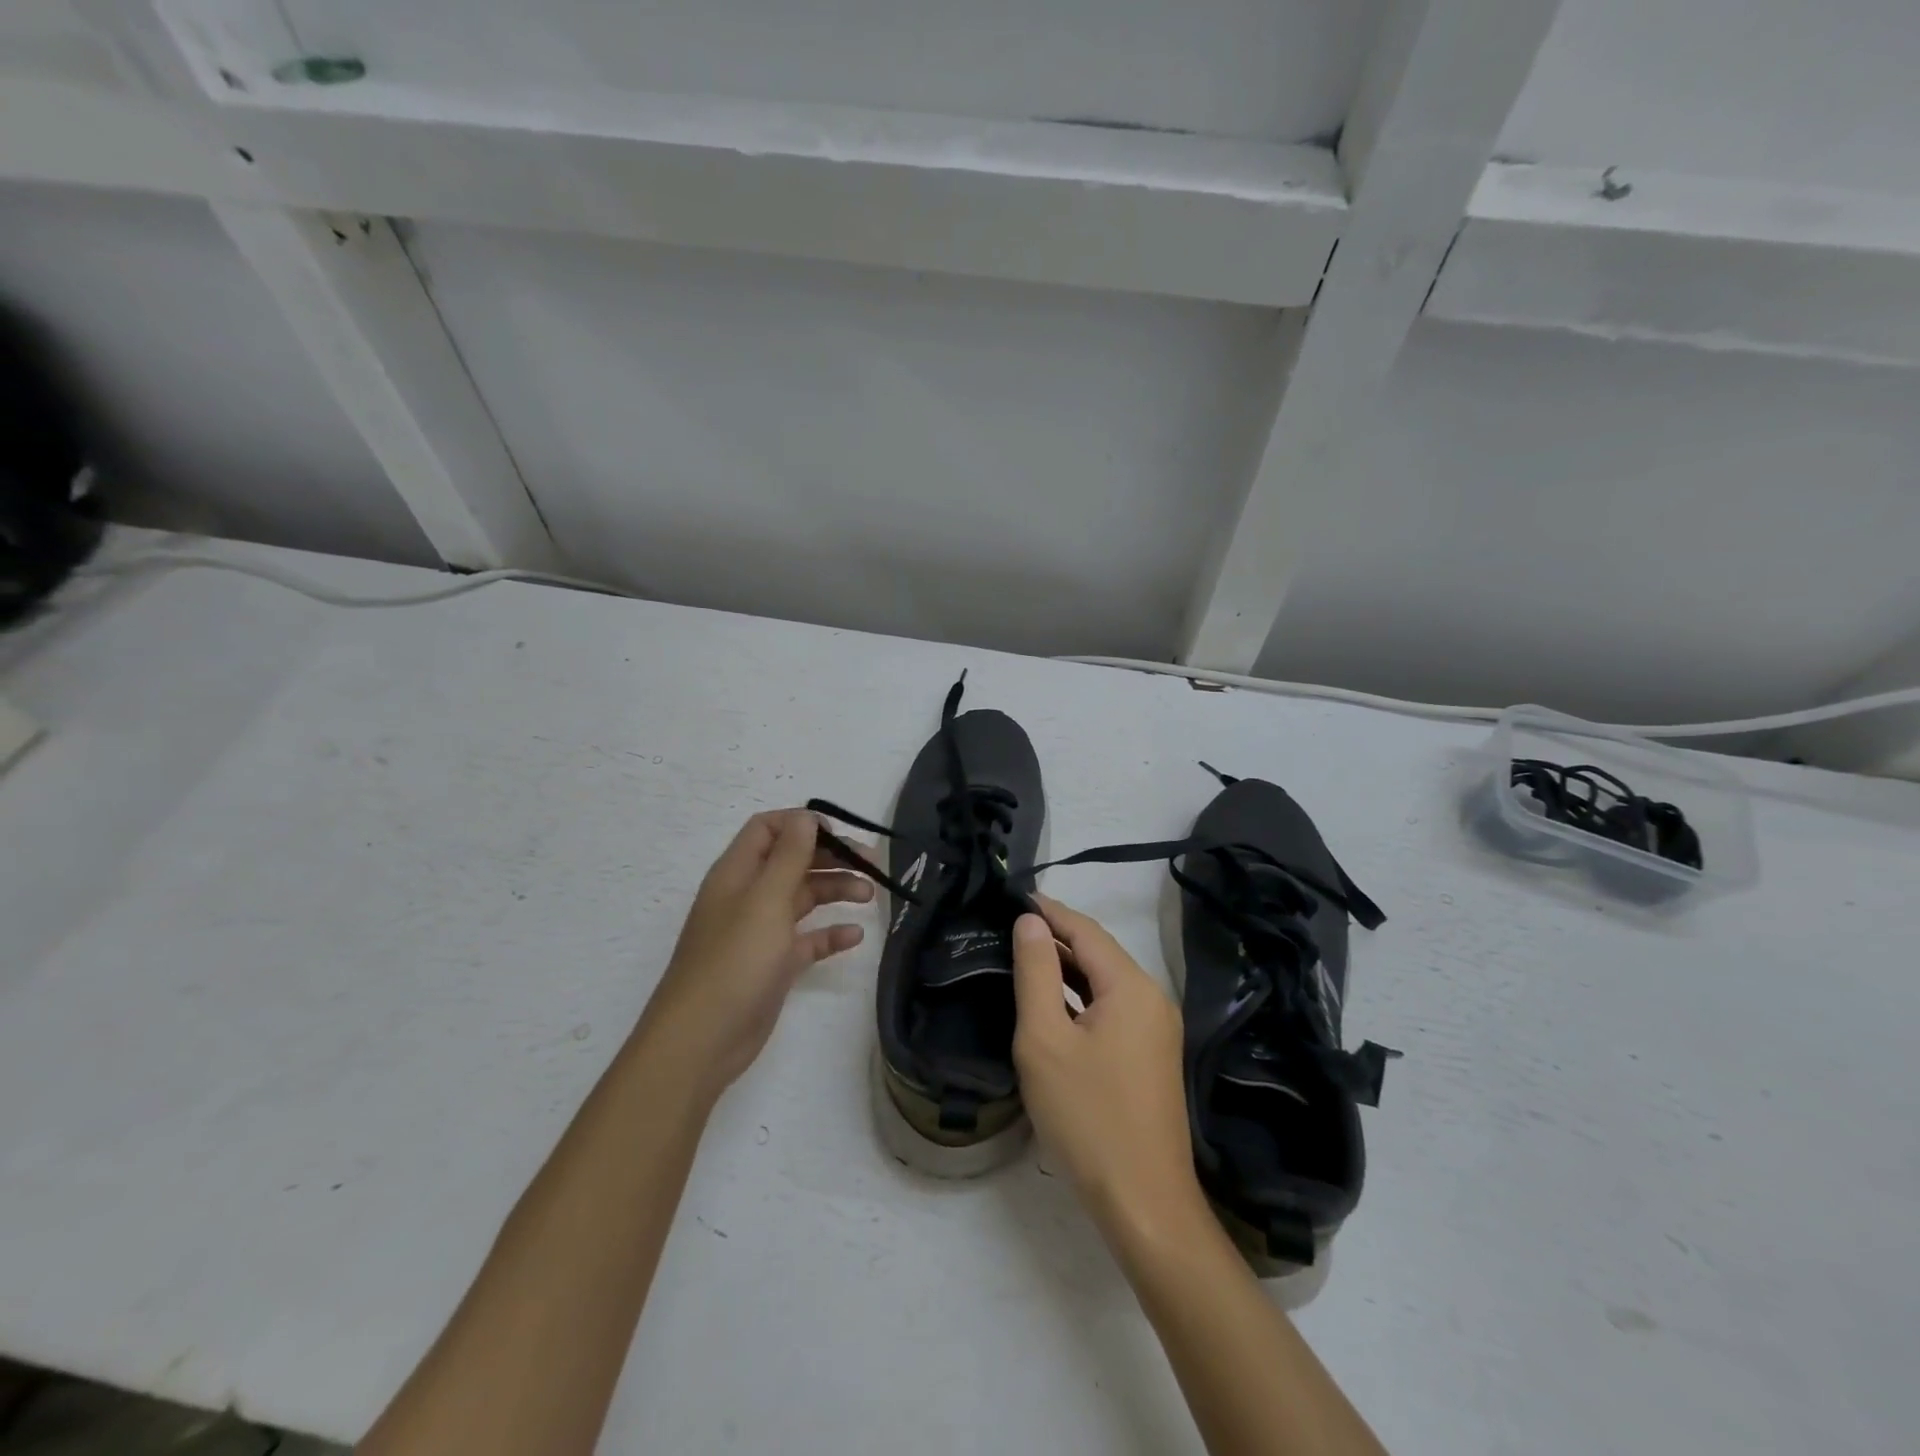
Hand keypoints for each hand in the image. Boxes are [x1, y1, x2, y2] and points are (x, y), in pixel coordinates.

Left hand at [638, 809, 870, 1097]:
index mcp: (738, 872)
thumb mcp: (766, 900)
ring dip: (836, 891)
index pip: (769, 829)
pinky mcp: (773, 964)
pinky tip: (855, 936)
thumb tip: (807, 816)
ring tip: (870, 896)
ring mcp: (760, 931)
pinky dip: (830, 933)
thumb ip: (789, 855)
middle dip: (831, 857)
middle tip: (872, 865)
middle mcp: (748, 896)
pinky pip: (807, 939)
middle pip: (793, 861)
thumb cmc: (735, 961)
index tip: (839, 835)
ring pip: (803, 897)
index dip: (803, 824)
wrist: (702, 1040)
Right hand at [1011, 895, 1209, 1246]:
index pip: (1085, 930)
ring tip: (1025, 956)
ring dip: (1068, 968)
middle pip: (1099, 953)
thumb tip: (1030, 922)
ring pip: (1106, 982)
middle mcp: (1152, 998)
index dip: (1049, 911)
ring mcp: (1157, 1029)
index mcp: (1131, 986)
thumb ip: (1036, 973)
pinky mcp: (1152, 1056)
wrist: (1144, 1202)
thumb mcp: (1045, 1039)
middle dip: (1057, 936)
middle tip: (1011, 926)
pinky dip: (1082, 997)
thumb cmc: (1087, 1116)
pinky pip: (1113, 1008)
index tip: (1014, 896)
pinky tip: (1055, 1004)